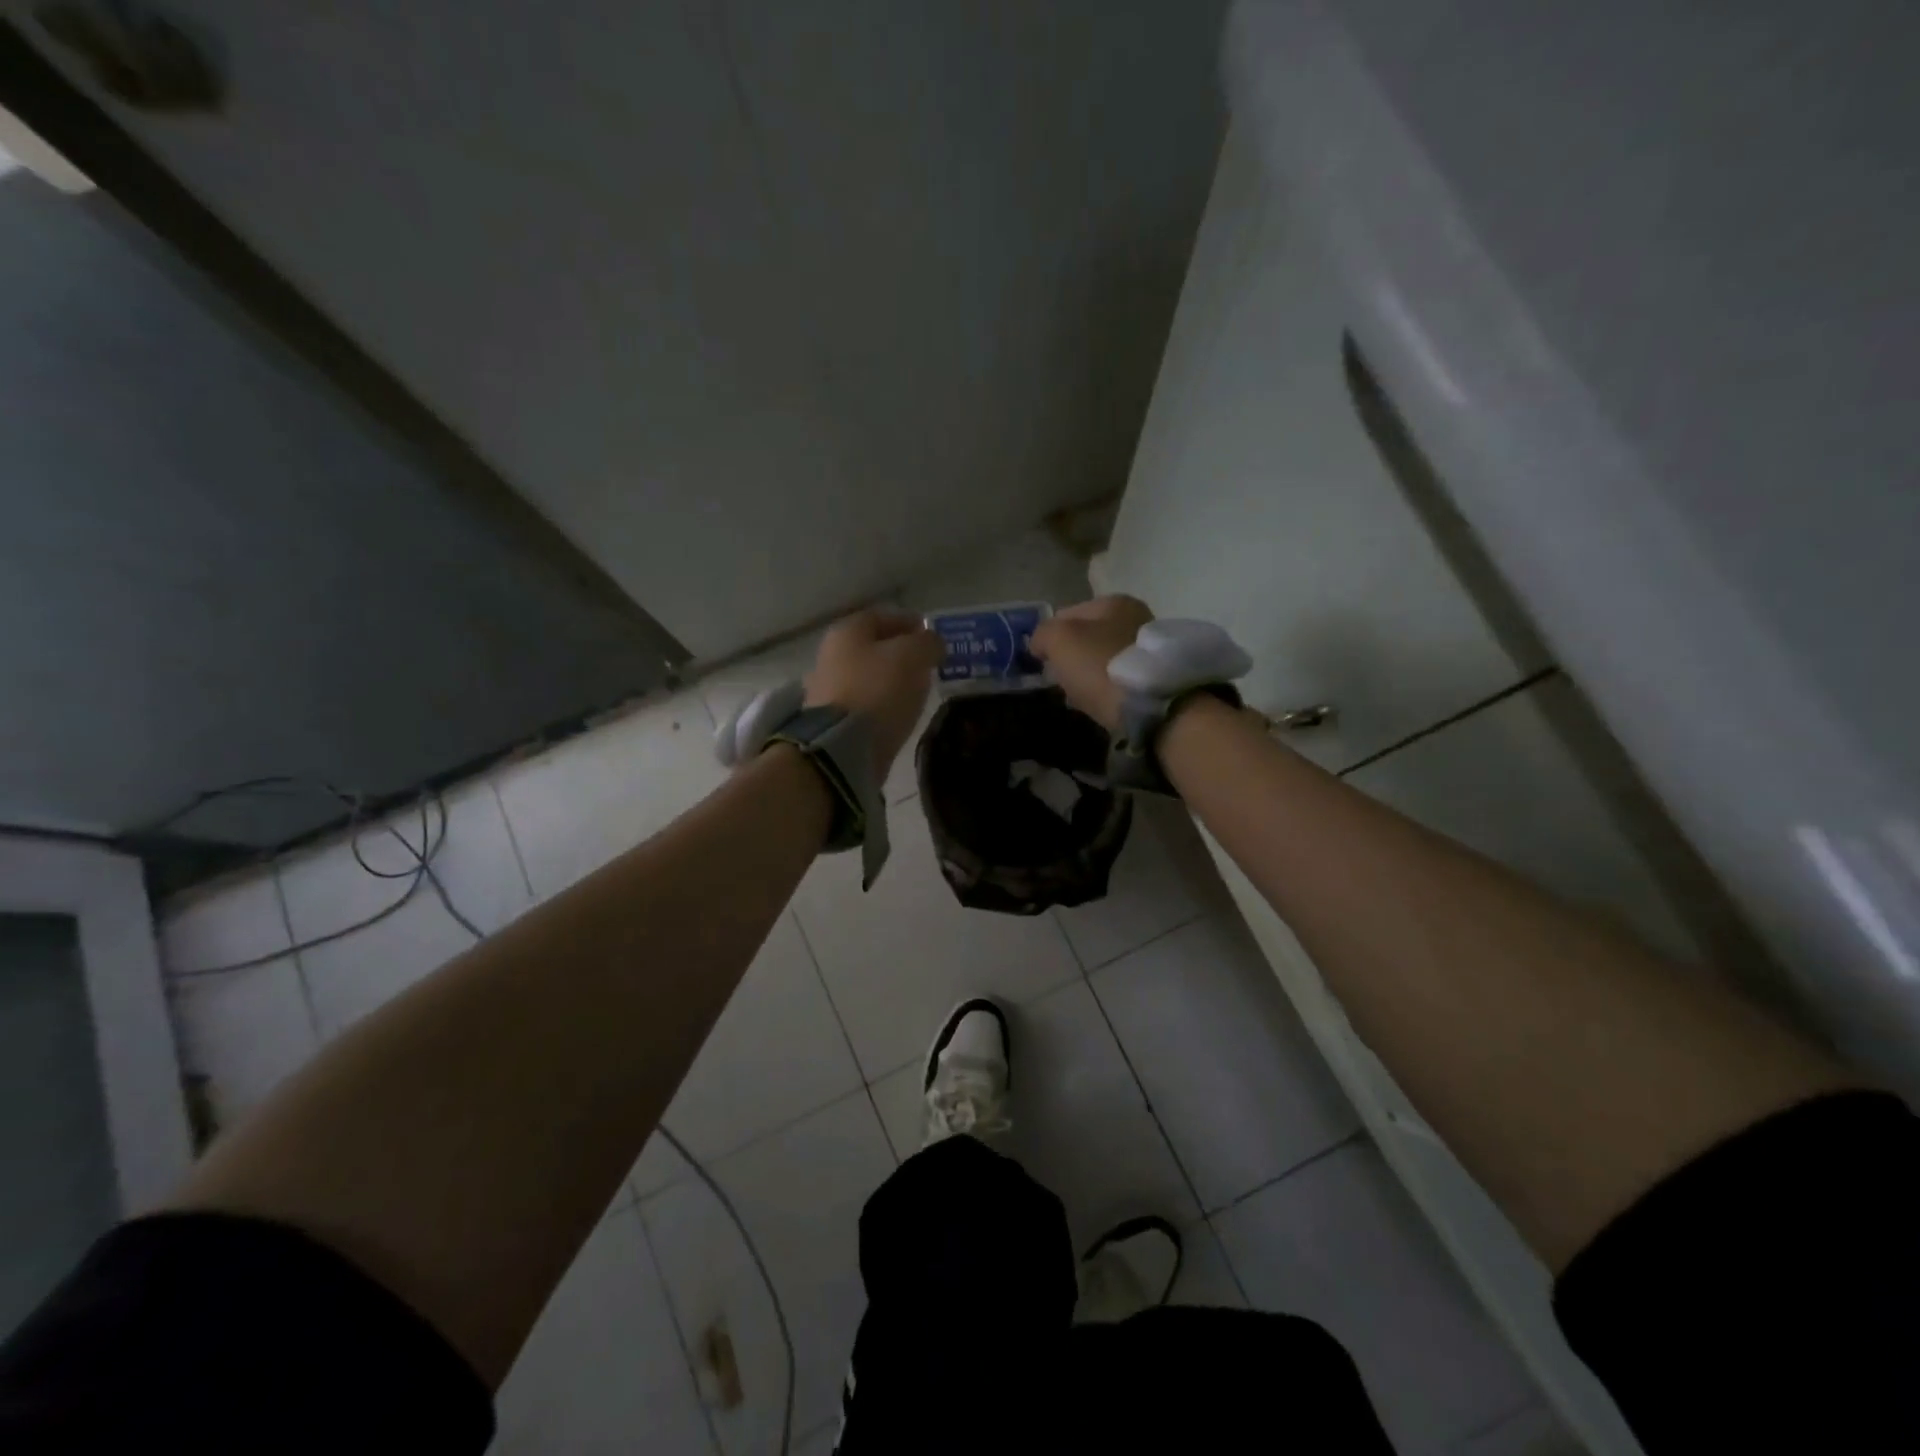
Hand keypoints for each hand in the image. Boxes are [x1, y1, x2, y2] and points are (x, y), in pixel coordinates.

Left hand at [805, 608, 942, 775]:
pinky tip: (899, 713)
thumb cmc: (879, 690)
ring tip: (917, 690)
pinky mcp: (833, 722)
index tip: (932, 634)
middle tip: (928, 664)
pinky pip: (864, 704)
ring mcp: (828, 690)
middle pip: (872, 647)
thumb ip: (927, 643)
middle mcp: (831, 655)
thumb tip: (933, 643)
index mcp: (847, 631)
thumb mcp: (913, 656)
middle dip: (900, 652)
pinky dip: (882, 704)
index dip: (909, 621)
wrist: (843, 747)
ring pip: (868, 676)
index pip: (881, 616)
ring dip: (892, 680)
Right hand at [1031, 594, 1153, 731]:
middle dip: (1072, 656)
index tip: (1043, 660)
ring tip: (1078, 695)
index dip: (1049, 636)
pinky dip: (1106, 688)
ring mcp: (1150, 649)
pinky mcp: (1156, 678)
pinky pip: (1119, 679)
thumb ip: (1042, 634)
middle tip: (1060, 679)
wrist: (1149, 704)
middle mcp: (1137, 618)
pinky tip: (1099, 703)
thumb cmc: (1100, 663)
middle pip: (1089, 637)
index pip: (1068, 613)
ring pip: (1103, 659)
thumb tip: (1039, 644)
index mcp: (1114, 602)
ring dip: (1089, 674)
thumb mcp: (1059, 640)